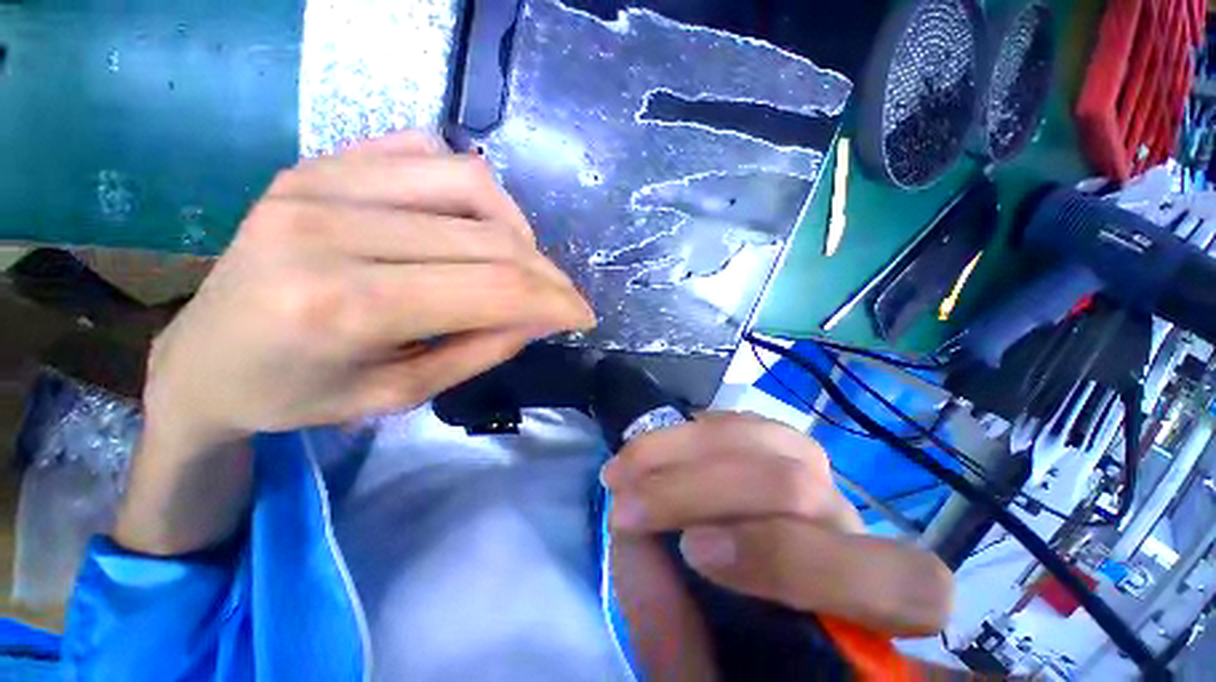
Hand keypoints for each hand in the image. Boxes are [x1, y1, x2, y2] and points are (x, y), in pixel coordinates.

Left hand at [144, 132, 594, 449]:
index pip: (494, 289)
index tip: (584, 317)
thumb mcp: (402, 394)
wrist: (203, 358)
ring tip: (518, 265)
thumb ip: (482, 349)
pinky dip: (472, 189)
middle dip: (546, 274)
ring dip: (516, 229)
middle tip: (562, 299)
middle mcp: (331, 226)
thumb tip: (542, 316)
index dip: (555, 302)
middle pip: (490, 238)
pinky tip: (471, 225)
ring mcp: (319, 180)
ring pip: (471, 182)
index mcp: (346, 306)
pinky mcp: (319, 162)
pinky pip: (426, 151)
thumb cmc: (299, 394)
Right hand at [600, 413, 952, 678]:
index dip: (787, 558)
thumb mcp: (703, 664)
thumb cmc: (734, 639)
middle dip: (694, 491)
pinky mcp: (775, 442)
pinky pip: (742, 422)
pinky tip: (653, 446)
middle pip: (795, 485)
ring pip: (765, 439)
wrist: (739, 570)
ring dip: (680, 449)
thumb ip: (678, 637)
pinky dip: (686, 432)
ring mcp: (813, 472)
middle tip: (626, 508)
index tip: (695, 552)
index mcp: (867, 606)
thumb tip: (645, 560)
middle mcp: (849, 527)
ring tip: (625, 467)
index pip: (898, 582)